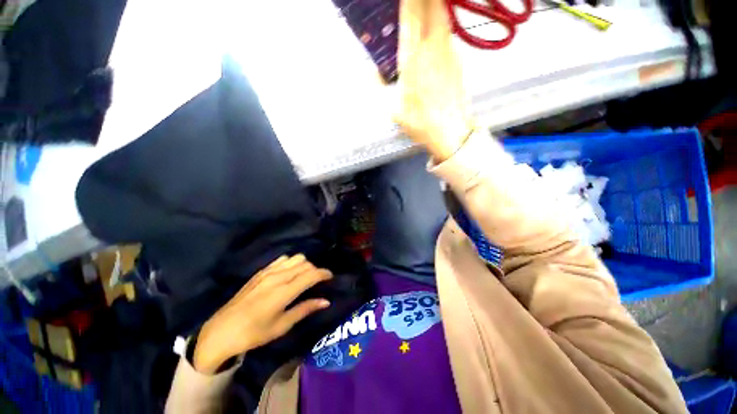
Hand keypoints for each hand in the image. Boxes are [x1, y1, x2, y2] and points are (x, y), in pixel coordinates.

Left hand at [193, 255, 331, 373]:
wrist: (221, 332)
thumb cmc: (253, 333)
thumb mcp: (282, 326)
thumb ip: (305, 309)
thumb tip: (326, 301)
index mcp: (284, 291)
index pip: (311, 274)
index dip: (324, 273)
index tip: (331, 277)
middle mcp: (278, 277)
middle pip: (305, 264)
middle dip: (315, 270)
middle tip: (317, 282)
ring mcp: (268, 272)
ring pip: (295, 258)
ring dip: (304, 265)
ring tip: (304, 277)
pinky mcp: (260, 272)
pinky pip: (282, 260)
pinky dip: (291, 263)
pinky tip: (289, 273)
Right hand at [394, 0, 473, 161]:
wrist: (451, 132)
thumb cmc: (420, 123)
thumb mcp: (392, 110)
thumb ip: (378, 87)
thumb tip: (371, 71)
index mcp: (413, 59)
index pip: (411, 14)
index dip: (408, 0)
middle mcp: (432, 47)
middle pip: (431, 5)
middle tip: (411, 2)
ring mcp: (448, 50)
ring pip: (441, 14)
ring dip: (432, 4)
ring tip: (421, 6)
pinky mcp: (457, 57)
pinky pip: (446, 29)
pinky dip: (438, 19)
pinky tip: (431, 25)